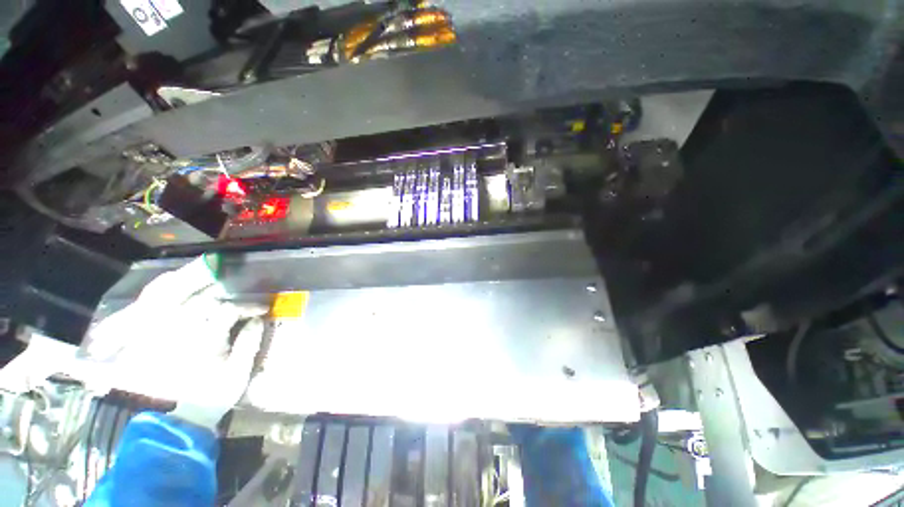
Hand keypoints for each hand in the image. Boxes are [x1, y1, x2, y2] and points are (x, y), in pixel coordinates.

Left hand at [80, 255, 265, 428]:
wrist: (172, 418)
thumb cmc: (209, 398)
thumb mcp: (238, 375)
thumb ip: (249, 344)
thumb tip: (258, 320)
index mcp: (202, 341)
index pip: (228, 311)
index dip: (249, 307)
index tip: (262, 310)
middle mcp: (177, 331)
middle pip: (202, 299)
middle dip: (225, 291)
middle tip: (240, 289)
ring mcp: (158, 331)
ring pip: (170, 293)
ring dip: (189, 279)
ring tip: (209, 269)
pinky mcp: (146, 335)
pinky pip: (149, 303)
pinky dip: (162, 289)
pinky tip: (175, 282)